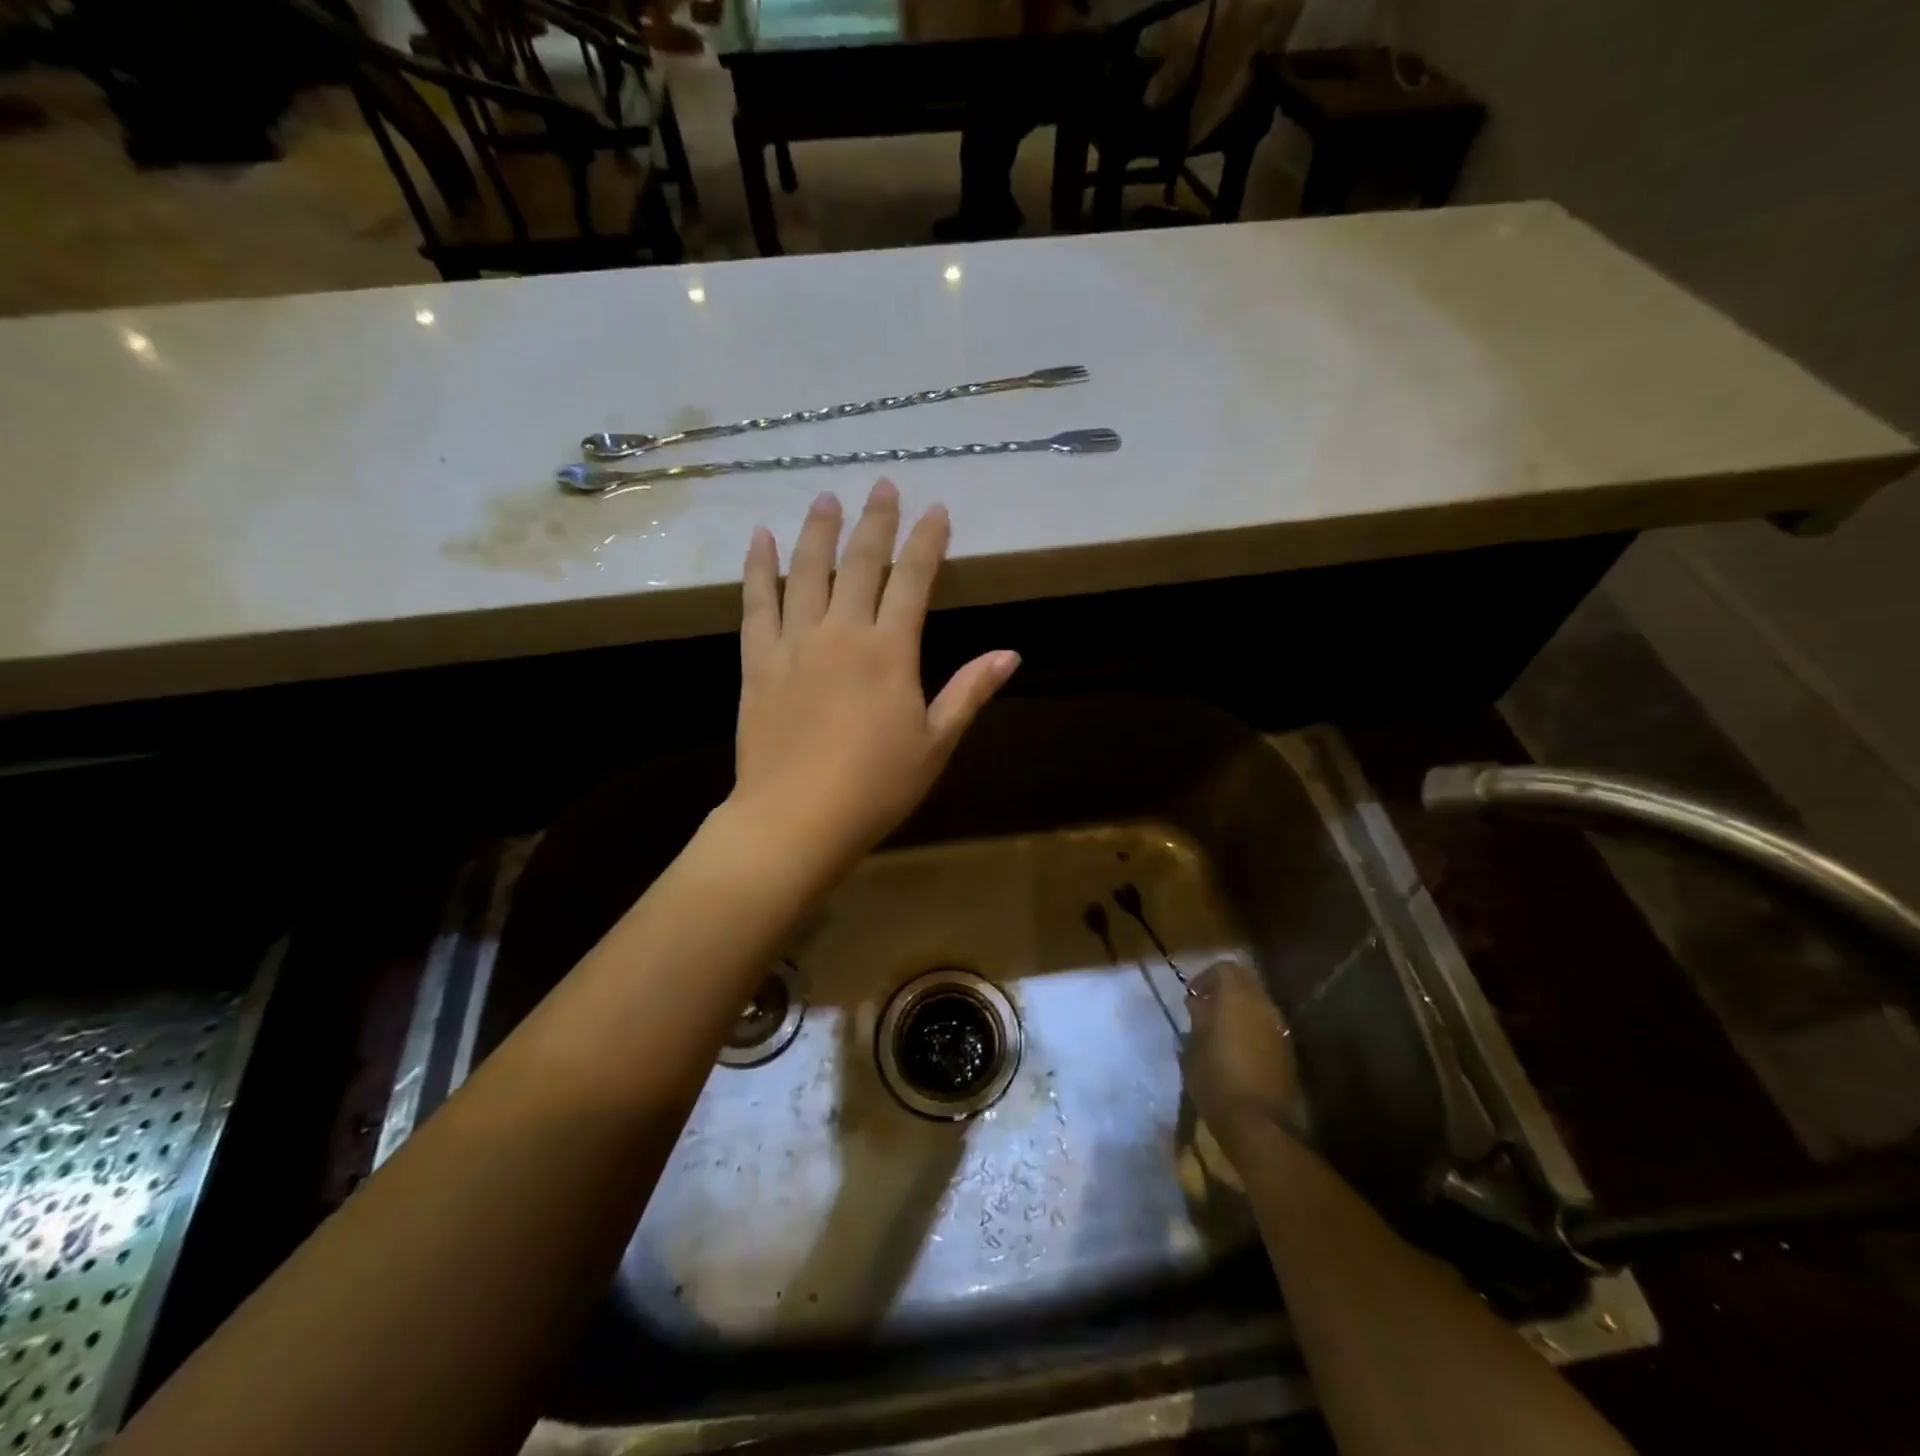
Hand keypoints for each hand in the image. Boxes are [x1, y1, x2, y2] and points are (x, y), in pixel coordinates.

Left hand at [731, 479, 1018, 874]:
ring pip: (805, 571)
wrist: (795, 818)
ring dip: (818, 530)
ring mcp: (794, 643)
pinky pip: (756, 603)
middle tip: (882, 485)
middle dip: (875, 520)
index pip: (913, 580)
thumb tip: (1009, 654)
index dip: (926, 542)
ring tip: (825, 497)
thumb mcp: (935, 744)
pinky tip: (759, 539)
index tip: (936, 510)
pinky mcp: (758, 661)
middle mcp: (842, 632)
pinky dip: (758, 568)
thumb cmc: (875, 787)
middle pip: (860, 562)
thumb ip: (968, 692)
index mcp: (890, 651)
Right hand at [1183, 961, 1298, 1158]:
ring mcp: (1279, 1028)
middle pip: (1245, 982)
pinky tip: (1238, 1047)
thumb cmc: (1215, 1079)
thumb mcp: (1194, 1046)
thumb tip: (1198, 1003)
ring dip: (1240, 1008)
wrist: (1257, 1123)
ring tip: (1220, 1029)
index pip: (1224, 969)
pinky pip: (1267, 1025)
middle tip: (1205, 1008)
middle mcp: (1262, 1005)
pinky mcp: (1287, 1050)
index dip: (1206, 978)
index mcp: (1236, 997)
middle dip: (1225, 990)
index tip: (1192, 995)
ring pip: (1258, 1003)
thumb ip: (1198, 1018)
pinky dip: (1252, 1026)